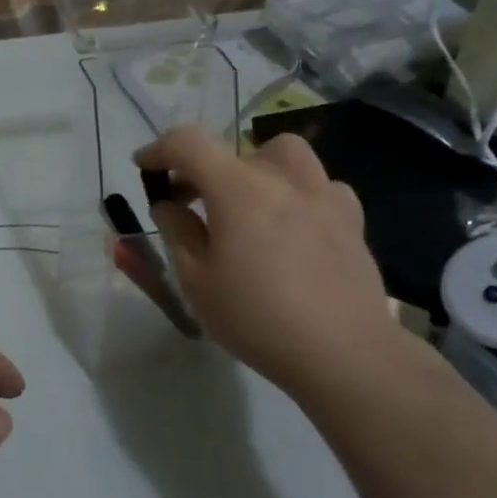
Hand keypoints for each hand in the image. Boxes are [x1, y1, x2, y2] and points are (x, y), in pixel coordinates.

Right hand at [133, 126, 404, 398]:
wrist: (344, 354)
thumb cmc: (258, 318)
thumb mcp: (197, 281)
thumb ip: (177, 232)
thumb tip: (168, 205)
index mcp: (239, 189)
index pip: (189, 143)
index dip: (160, 149)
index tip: (144, 167)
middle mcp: (282, 179)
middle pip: (235, 150)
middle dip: (203, 168)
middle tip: (189, 201)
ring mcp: (324, 196)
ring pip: (285, 156)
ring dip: (256, 168)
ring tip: (247, 203)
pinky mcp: (352, 221)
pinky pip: (320, 187)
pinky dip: (298, 193)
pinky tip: (293, 224)